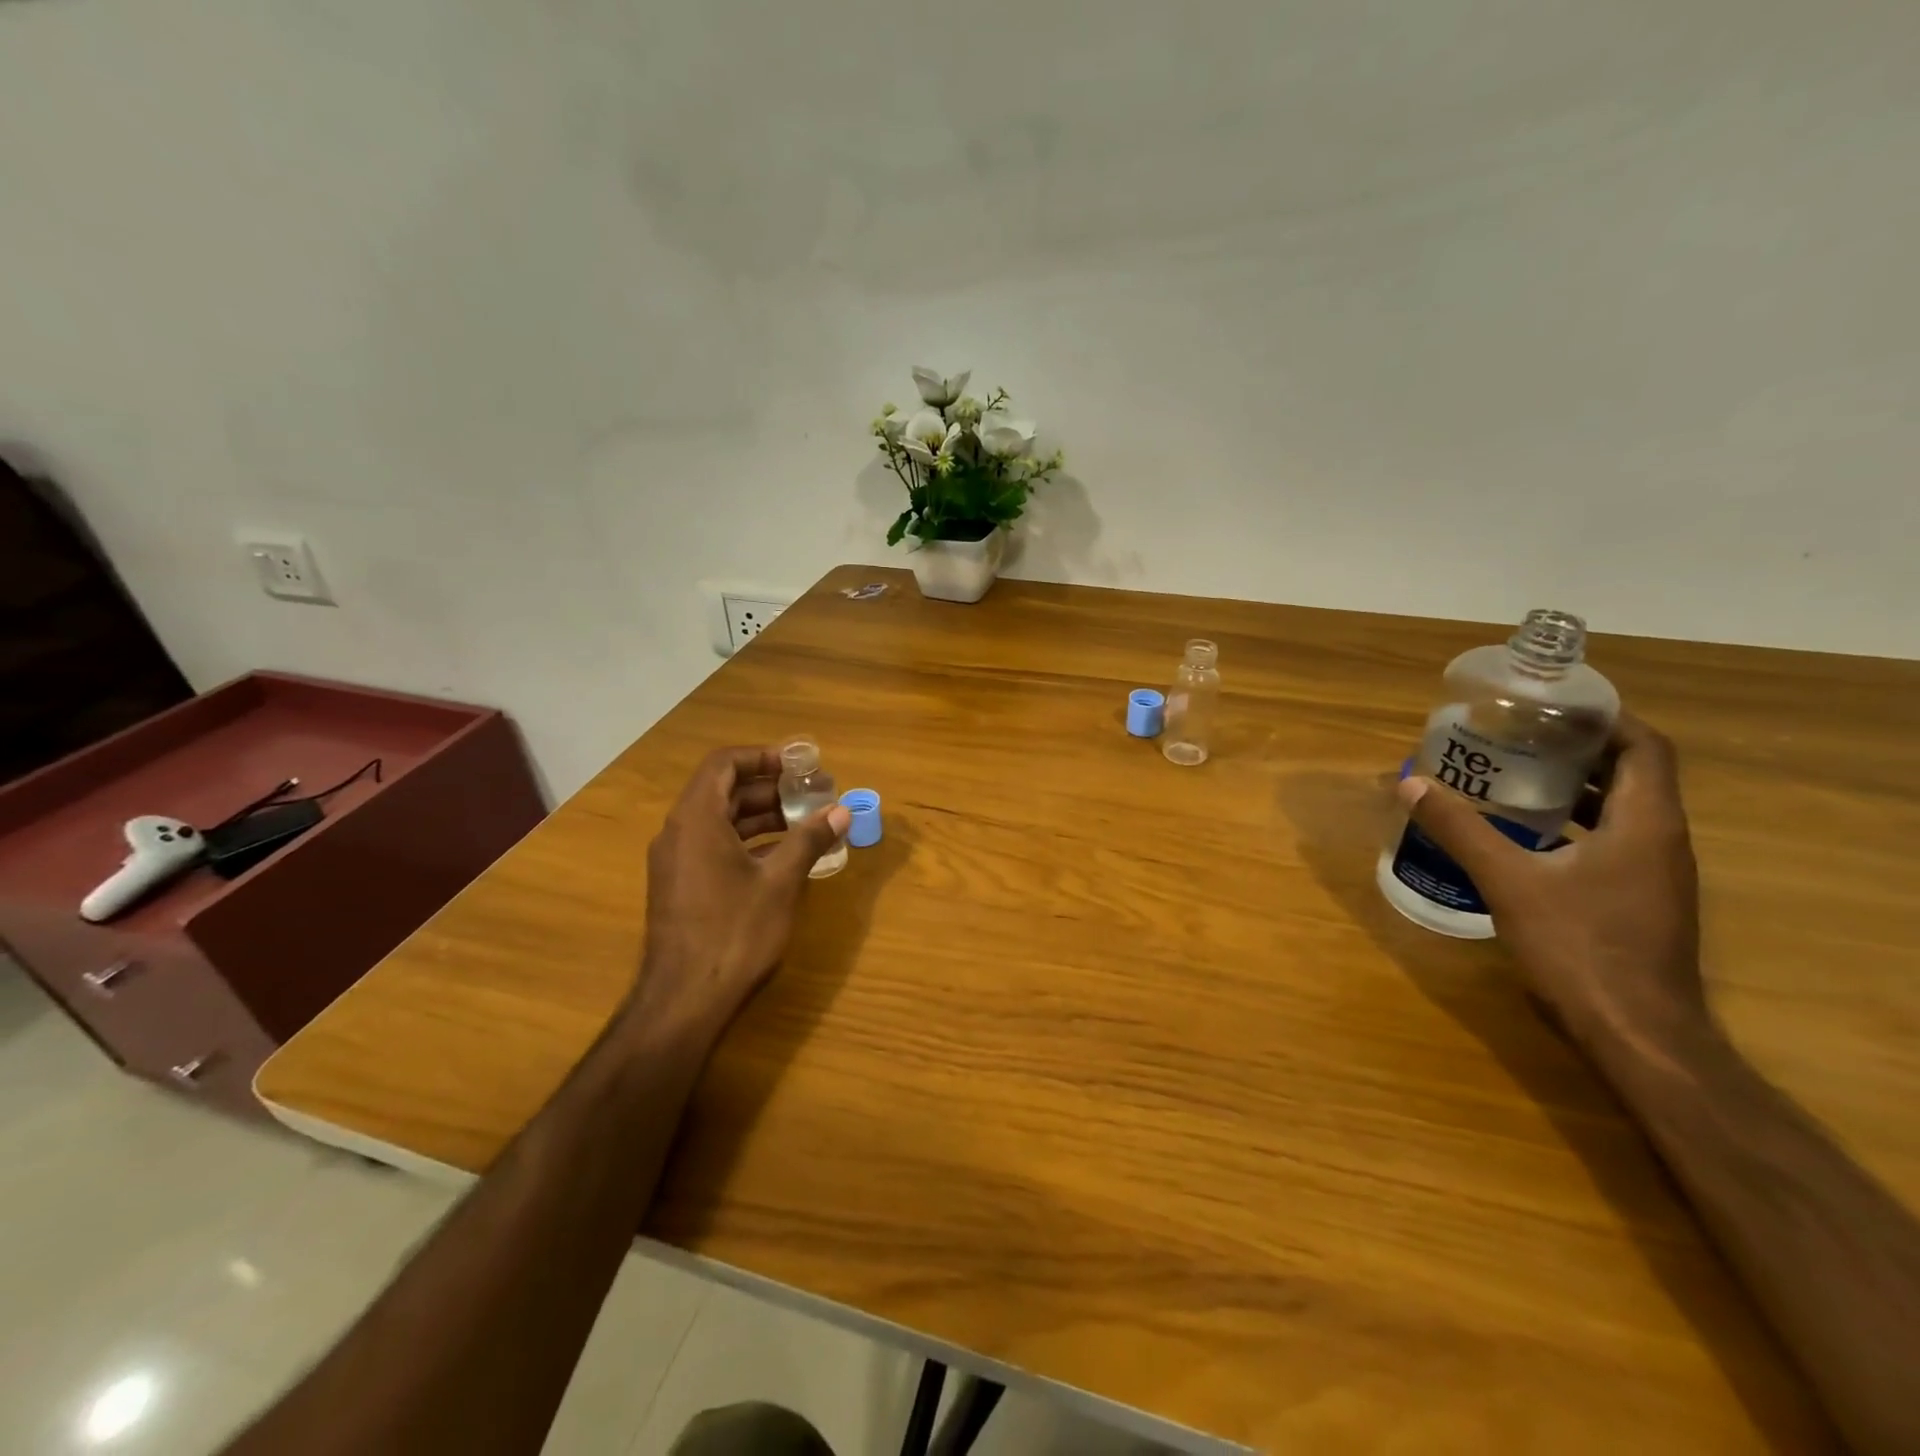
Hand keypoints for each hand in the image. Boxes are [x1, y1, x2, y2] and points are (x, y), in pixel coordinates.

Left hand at [632, 747, 849, 1037]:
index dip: (762, 757)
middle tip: (811, 795)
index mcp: (696, 819)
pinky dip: (748, 842)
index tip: (798, 766)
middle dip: (769, 789)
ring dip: (762, 816)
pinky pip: (714, 846)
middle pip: (724, 791)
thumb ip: (809, 839)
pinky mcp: (680, 886)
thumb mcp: (780, 882)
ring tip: (805, 823)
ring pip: (720, 821)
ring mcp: (676, 861)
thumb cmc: (734, 932)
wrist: (684, 1001)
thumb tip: (841, 810)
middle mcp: (679, 832)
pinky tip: (782, 857)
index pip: (724, 764)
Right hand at [1397, 714, 1709, 1056]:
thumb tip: (1410, 784)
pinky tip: (1525, 836)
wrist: (1636, 1034)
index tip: (1552, 706)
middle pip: (1632, 773)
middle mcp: (1662, 840)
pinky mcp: (1641, 901)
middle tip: (1518, 736)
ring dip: (1575, 788)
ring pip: (1622, 810)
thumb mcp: (1509, 882)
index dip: (1606, 718)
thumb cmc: (1580, 947)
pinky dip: (1575, 825)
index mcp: (1646, 823)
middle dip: (1578, 749)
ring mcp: (1656, 875)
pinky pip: (1613, 842)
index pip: (1646, 746)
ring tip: (1513, 776)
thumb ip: (1461, 829)